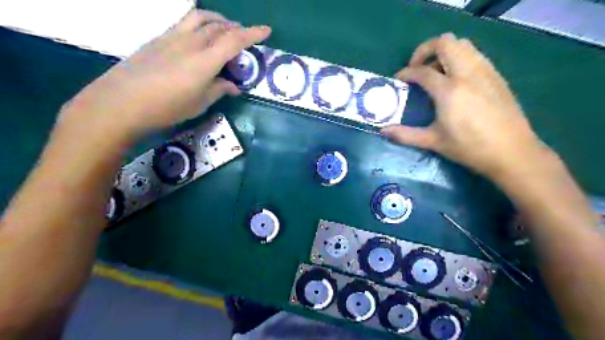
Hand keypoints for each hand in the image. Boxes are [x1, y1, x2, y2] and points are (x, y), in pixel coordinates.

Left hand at [58, 10, 271, 140]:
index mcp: (205, 60)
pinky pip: (185, 22)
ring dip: (218, 20)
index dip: (253, 34)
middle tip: (245, 38)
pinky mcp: (160, 38)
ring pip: (201, 18)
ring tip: (225, 28)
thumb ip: (219, 90)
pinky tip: (200, 35)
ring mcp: (173, 37)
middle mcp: (191, 42)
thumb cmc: (167, 107)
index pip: (234, 40)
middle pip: (219, 26)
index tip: (266, 30)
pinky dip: (200, 23)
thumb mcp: (200, 103)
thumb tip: (233, 86)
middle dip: (237, 28)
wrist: (122, 101)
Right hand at [382, 33, 548, 178]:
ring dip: (444, 52)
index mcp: (449, 90)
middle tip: (417, 68)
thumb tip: (383, 131)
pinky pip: (475, 54)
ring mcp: (485, 71)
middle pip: (445, 43)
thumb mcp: (433, 141)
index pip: (422, 71)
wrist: (512, 152)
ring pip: (463, 44)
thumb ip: (405, 134)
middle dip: (425, 50)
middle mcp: (467, 73)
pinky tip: (455, 79)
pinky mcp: (496, 76)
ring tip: (435, 72)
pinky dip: (460, 57)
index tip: (399, 79)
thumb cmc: (469, 148)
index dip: (406, 73)